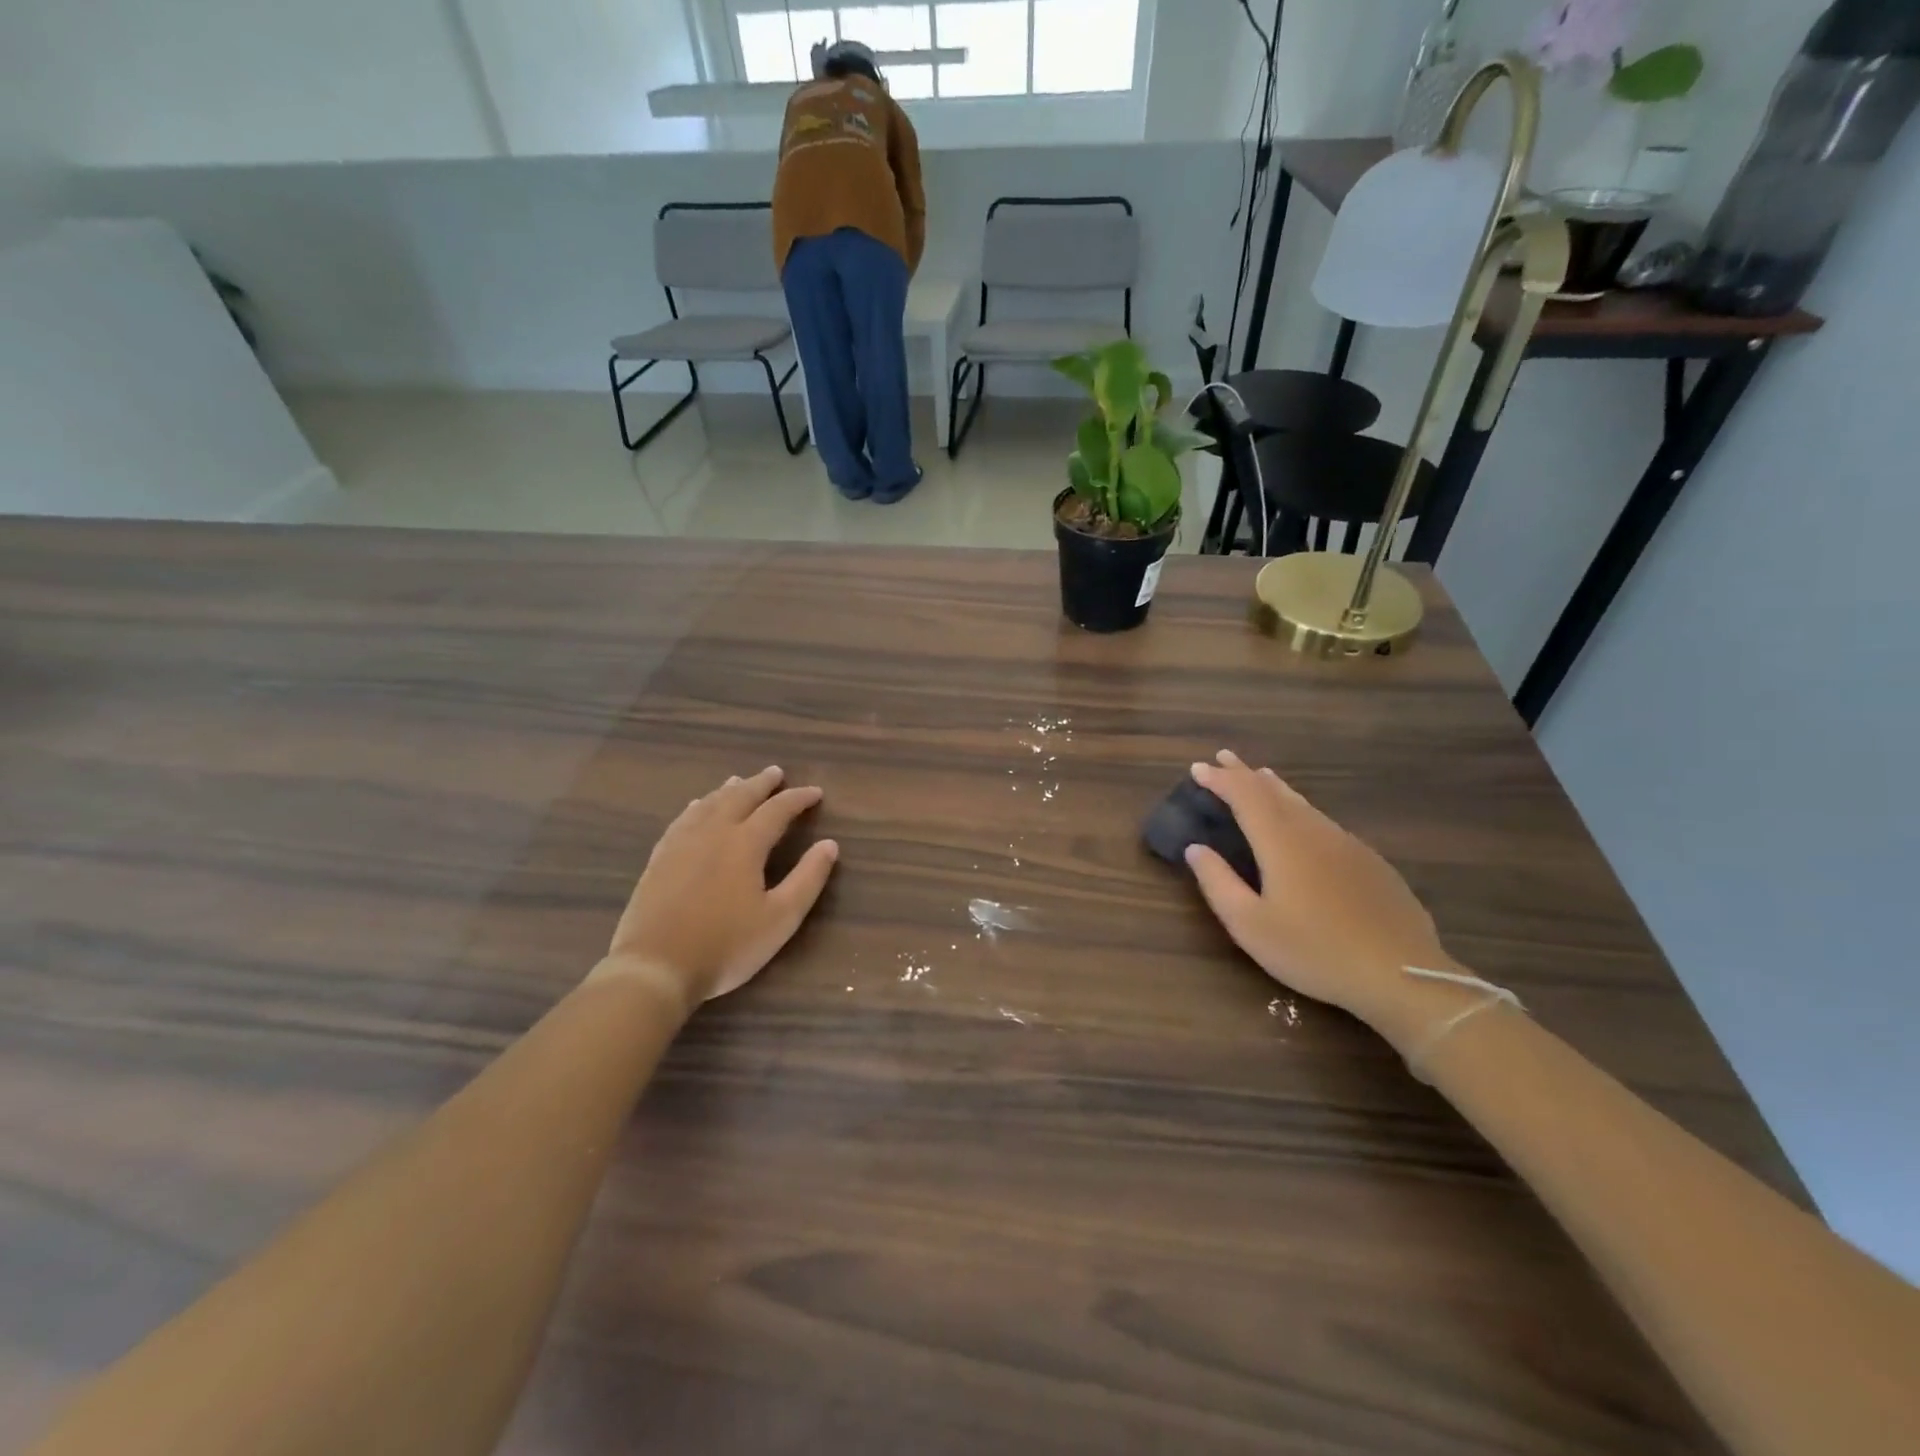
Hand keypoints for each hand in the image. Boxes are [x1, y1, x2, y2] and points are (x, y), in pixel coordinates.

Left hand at [596, 767, 838, 1010]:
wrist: (654, 967)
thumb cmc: (726, 946)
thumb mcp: (780, 919)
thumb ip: (808, 879)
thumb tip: (830, 845)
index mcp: (745, 844)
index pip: (777, 810)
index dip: (798, 799)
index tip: (816, 793)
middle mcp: (713, 832)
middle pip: (740, 796)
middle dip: (761, 783)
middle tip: (776, 772)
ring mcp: (681, 843)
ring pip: (709, 804)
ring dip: (729, 789)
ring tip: (739, 781)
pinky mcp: (659, 858)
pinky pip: (682, 819)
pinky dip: (698, 806)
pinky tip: (697, 807)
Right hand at [1185, 751, 1474, 1051]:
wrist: (1401, 974)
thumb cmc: (1314, 951)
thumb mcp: (1250, 925)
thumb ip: (1218, 882)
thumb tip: (1196, 848)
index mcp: (1281, 842)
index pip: (1244, 796)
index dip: (1220, 780)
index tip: (1197, 768)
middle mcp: (1313, 832)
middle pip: (1274, 791)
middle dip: (1244, 773)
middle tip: (1223, 757)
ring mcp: (1346, 844)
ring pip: (1303, 803)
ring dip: (1274, 787)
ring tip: (1259, 776)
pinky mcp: (1369, 861)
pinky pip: (1324, 820)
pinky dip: (1301, 807)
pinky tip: (1303, 819)